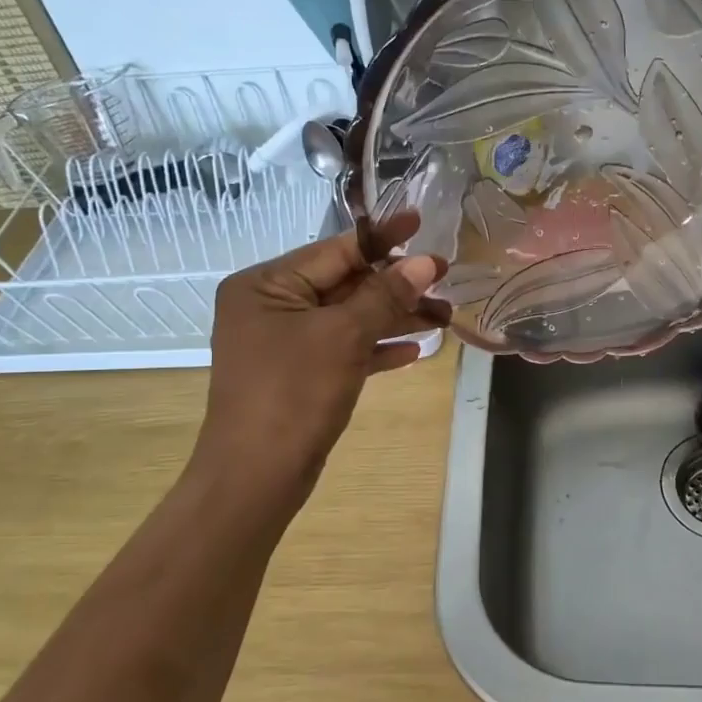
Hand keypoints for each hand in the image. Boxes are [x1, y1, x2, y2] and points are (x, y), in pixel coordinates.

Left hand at [189, 214, 445, 490]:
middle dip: (395, 286)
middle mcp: (270, 307)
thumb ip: (385, 295)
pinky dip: (376, 347)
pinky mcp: (299, 374)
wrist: (256, 478)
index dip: (383, 240)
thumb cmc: (293, 394)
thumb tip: (427, 262)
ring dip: (393, 317)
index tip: (422, 224)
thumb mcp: (344, 336)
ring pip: (348, 318)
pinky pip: (343, 349)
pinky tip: (414, 351)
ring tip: (443, 318)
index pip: (335, 251)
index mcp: (265, 285)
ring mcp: (283, 343)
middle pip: (344, 284)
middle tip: (445, 281)